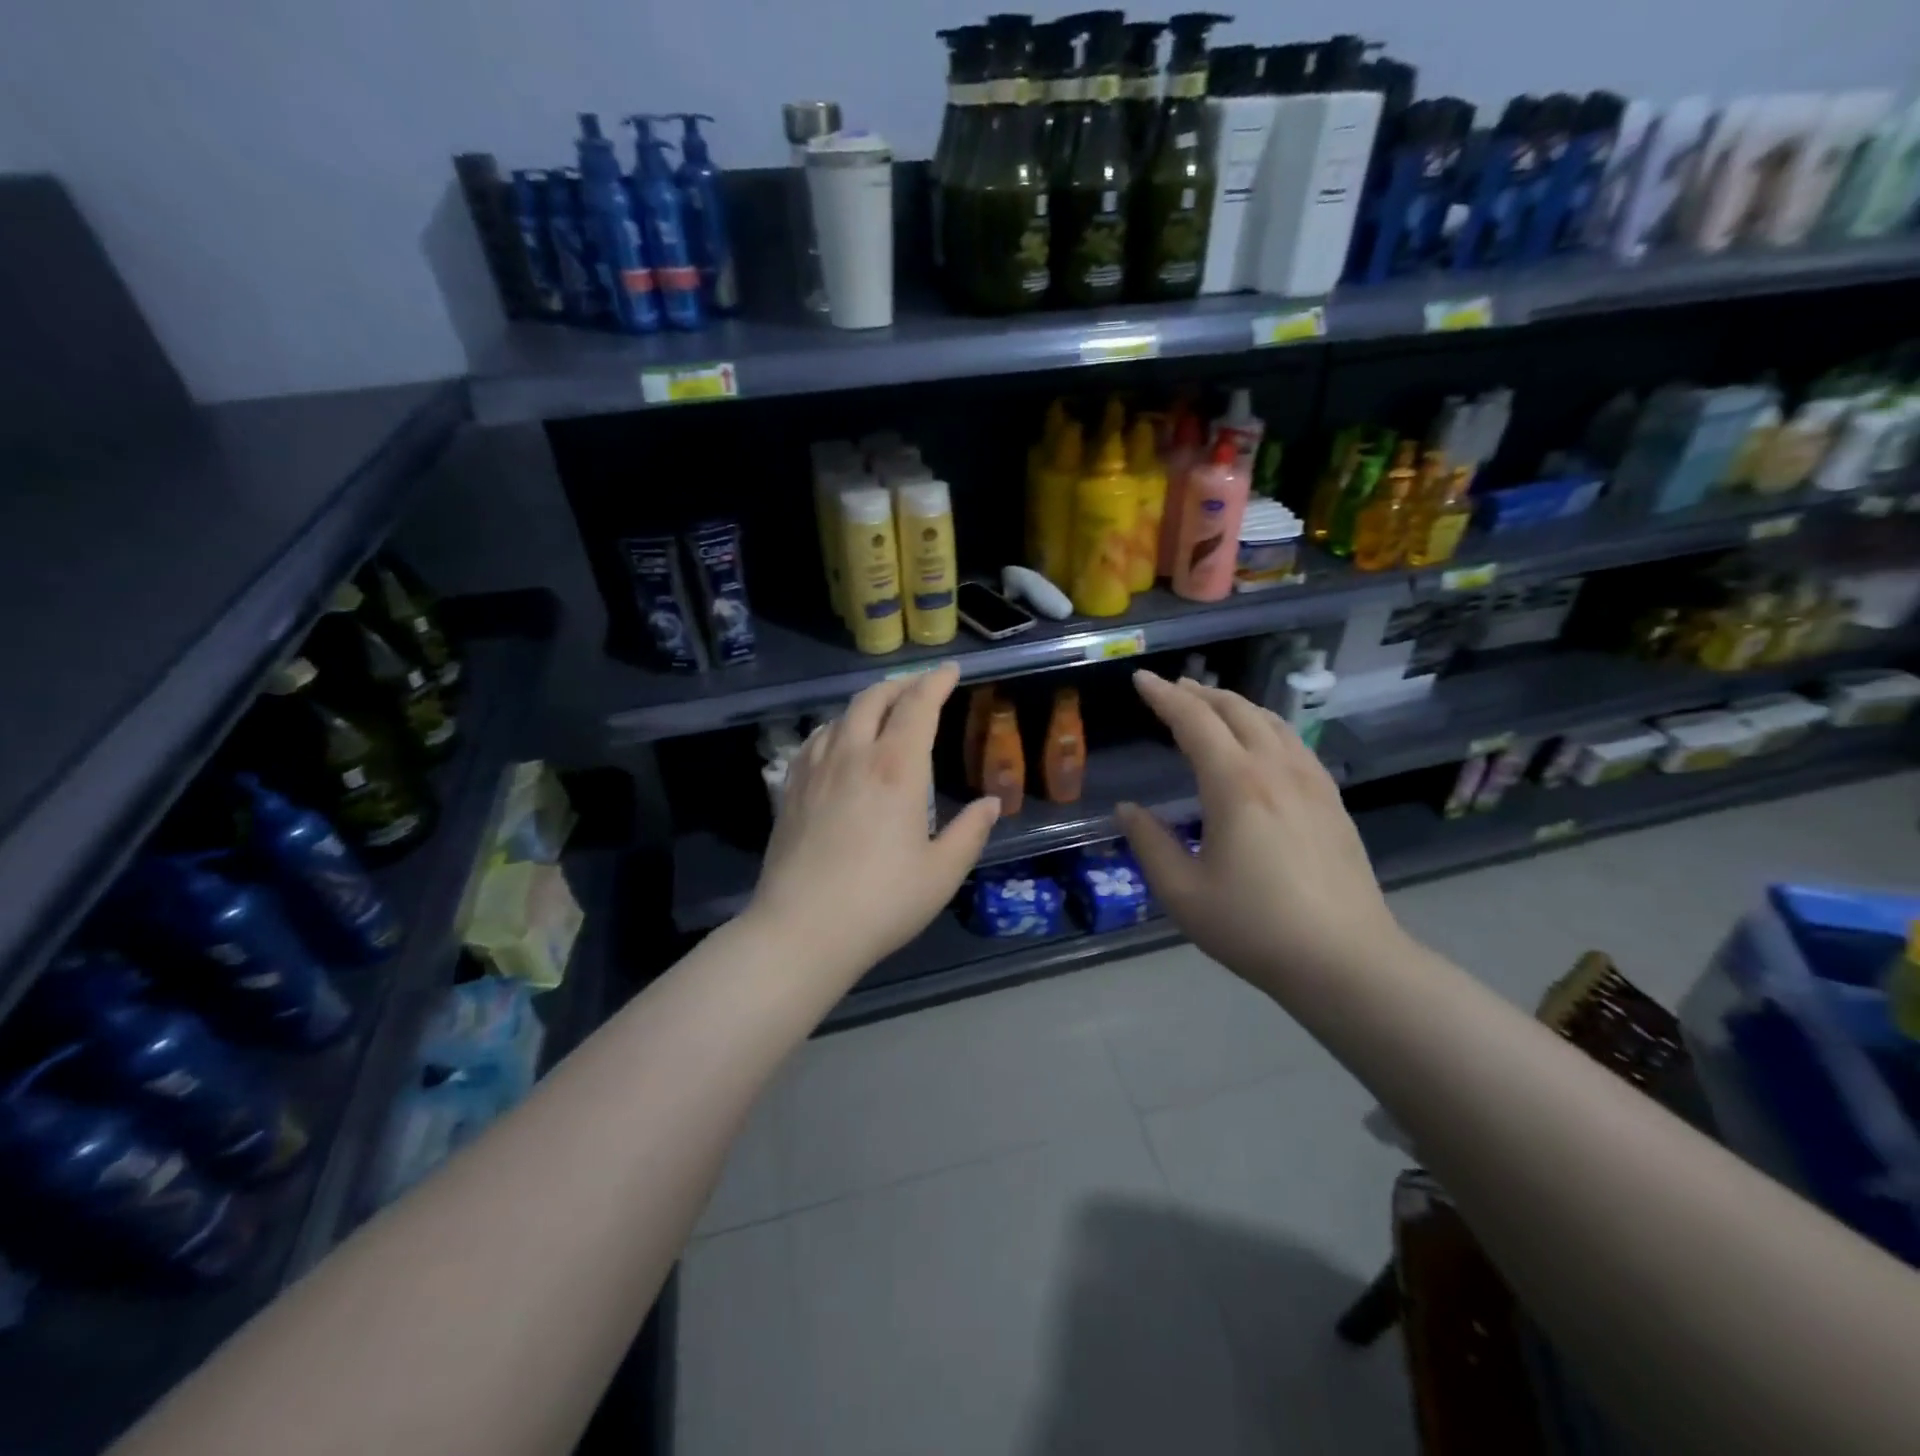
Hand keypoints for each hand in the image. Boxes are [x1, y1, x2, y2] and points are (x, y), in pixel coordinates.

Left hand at [745, 663, 999, 980]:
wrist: (801, 929)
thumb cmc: (881, 902)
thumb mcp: (942, 873)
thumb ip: (971, 832)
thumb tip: (990, 804)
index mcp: (896, 769)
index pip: (917, 706)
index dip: (935, 682)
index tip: (950, 670)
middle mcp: (853, 756)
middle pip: (874, 699)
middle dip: (900, 684)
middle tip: (920, 685)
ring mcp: (816, 770)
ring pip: (841, 715)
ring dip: (867, 703)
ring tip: (883, 711)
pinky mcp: (791, 789)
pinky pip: (816, 740)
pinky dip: (837, 727)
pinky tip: (839, 743)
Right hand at [1115, 672, 1407, 997]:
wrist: (1346, 960)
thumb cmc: (1255, 927)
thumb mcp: (1183, 893)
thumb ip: (1150, 844)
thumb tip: (1126, 809)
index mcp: (1235, 785)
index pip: (1194, 722)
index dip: (1163, 697)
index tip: (1141, 679)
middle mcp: (1276, 770)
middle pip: (1236, 711)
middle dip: (1200, 693)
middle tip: (1172, 689)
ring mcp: (1311, 782)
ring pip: (1271, 721)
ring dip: (1235, 705)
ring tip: (1211, 705)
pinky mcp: (1332, 801)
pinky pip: (1294, 742)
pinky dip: (1266, 725)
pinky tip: (1262, 742)